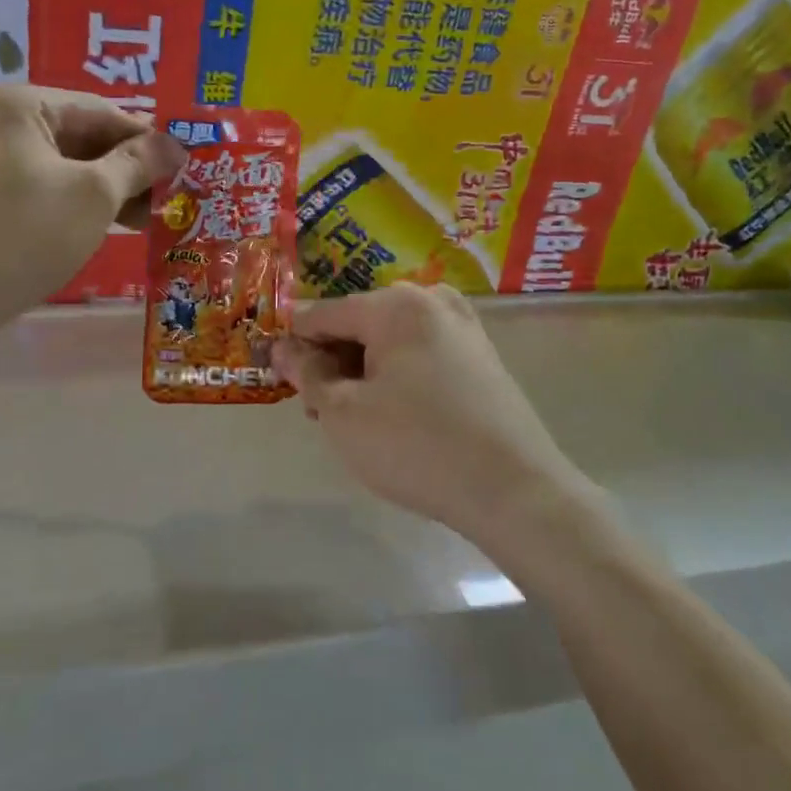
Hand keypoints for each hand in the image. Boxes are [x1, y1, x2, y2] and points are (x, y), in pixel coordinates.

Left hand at [0, 82, 184, 315]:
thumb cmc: (23, 235)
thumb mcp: (94, 196)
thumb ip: (138, 163)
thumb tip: (176, 145)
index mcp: (13, 101)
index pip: (98, 110)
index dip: (145, 139)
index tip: (181, 167)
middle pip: (76, 134)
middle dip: (123, 168)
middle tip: (164, 198)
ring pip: (56, 161)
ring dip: (101, 187)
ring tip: (142, 218)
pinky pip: (33, 181)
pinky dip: (69, 198)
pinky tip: (103, 222)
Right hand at [274, 283, 589, 541]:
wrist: (514, 490)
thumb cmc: (417, 446)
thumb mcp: (344, 414)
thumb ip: (307, 373)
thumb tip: (281, 348)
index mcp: (396, 304)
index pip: (323, 314)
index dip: (293, 345)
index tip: (275, 376)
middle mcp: (431, 300)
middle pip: (359, 323)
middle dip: (331, 362)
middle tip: (319, 412)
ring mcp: (462, 326)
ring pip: (389, 341)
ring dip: (361, 372)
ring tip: (352, 421)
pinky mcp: (480, 355)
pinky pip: (420, 353)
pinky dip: (396, 376)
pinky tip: (392, 416)